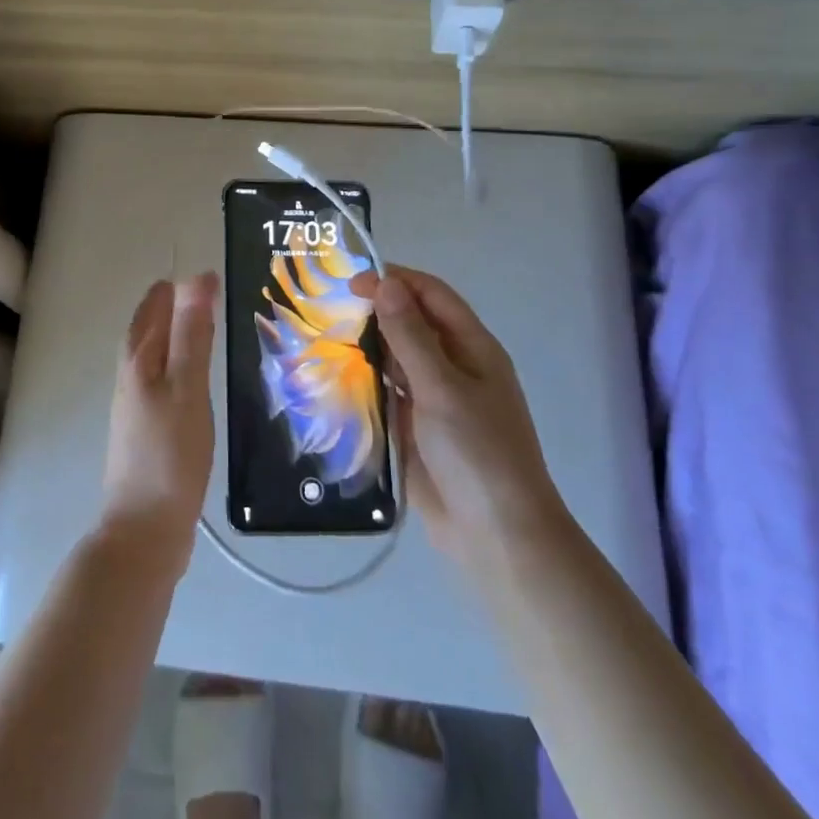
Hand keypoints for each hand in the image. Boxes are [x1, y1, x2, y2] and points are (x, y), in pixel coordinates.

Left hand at [99, 274, 216, 577]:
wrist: (145, 531)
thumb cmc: (170, 454)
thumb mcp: (187, 387)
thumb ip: (192, 334)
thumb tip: (197, 277)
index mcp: (138, 360)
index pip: (154, 307)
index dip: (178, 289)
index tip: (210, 278)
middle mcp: (130, 377)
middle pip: (149, 330)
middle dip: (174, 308)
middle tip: (212, 297)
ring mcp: (134, 406)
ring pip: (154, 356)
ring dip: (175, 337)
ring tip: (208, 330)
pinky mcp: (145, 430)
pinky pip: (161, 382)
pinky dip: (178, 367)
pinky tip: (195, 382)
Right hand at [350, 266, 567, 573]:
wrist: (497, 537)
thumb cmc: (478, 452)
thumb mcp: (442, 387)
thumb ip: (410, 336)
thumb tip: (386, 283)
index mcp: (472, 348)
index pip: (431, 295)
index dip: (395, 281)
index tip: (351, 283)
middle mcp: (454, 366)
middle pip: (411, 324)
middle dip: (375, 312)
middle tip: (327, 309)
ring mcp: (434, 399)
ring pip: (395, 359)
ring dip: (366, 348)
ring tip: (321, 339)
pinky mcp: (415, 429)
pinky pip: (386, 394)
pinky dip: (364, 384)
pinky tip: (332, 380)